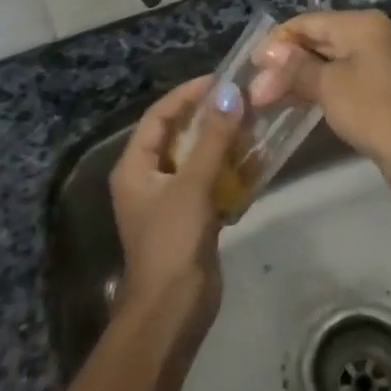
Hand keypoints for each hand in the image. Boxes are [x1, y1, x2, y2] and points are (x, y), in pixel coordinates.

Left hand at [108, 76, 244, 338]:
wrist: (173, 310)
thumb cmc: (172, 241)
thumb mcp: (192, 185)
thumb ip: (212, 139)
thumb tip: (230, 94)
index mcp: (135, 167)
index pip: (158, 116)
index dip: (186, 95)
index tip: (219, 80)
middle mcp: (148, 178)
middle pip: (178, 135)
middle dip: (208, 117)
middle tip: (242, 100)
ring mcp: (169, 199)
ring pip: (197, 158)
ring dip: (222, 142)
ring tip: (253, 124)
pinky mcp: (190, 218)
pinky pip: (209, 182)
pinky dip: (229, 170)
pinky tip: (255, 161)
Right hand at [248, 10, 390, 190]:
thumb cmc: (372, 111)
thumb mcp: (328, 87)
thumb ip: (296, 67)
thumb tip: (270, 53)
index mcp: (366, 23)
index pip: (310, 22)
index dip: (278, 42)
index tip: (253, 66)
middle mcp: (383, 31)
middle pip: (325, 39)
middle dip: (290, 63)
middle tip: (260, 88)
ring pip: (339, 59)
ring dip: (307, 76)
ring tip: (275, 97)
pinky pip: (355, 75)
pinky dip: (330, 85)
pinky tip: (308, 101)